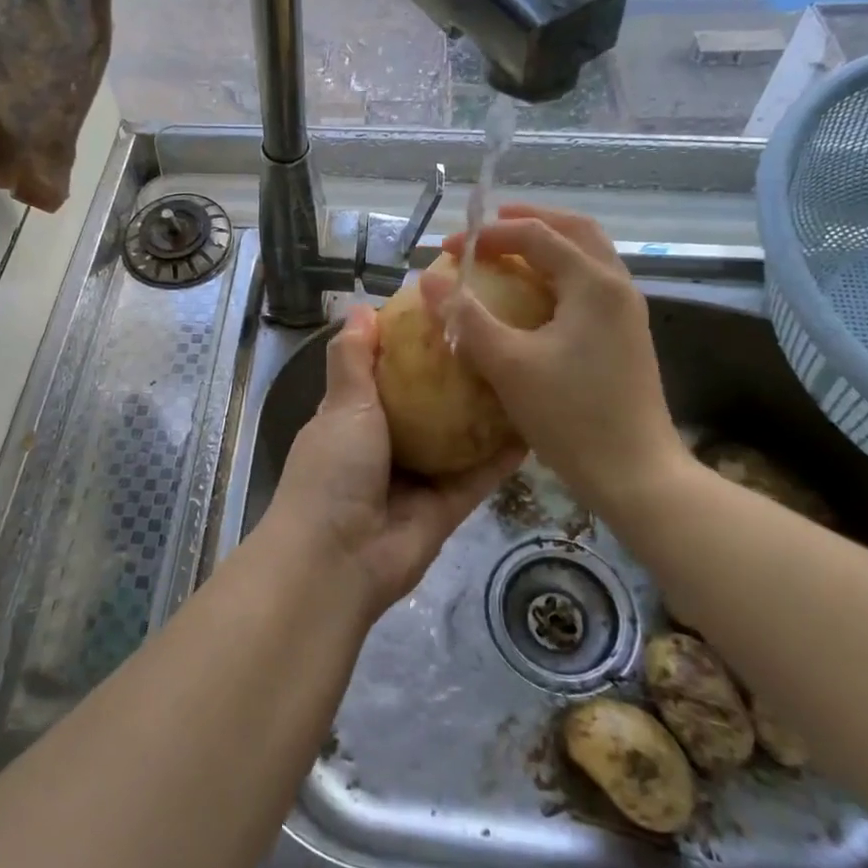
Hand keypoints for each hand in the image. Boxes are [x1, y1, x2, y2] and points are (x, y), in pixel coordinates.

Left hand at [265, 304, 520, 620]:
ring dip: (483, 414)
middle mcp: (386, 445)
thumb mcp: (340, 405)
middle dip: (454, 378)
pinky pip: (479, 475)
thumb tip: (360, 307)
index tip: (443, 313)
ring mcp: (418, 478)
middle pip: (427, 405)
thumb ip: (352, 359)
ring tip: (521, 373)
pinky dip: (502, 455)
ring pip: (457, 439)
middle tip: (495, 339)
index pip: (385, 374)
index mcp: (353, 419)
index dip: (409, 346)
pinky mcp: (447, 507)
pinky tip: (534, 424)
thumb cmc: (333, 470)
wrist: (339, 559)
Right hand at [420, 204, 687, 519]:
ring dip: (549, 243)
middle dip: (530, 220)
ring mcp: (626, 311)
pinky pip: (591, 282)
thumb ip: (467, 318)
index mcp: (593, 283)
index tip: (449, 250)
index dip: (488, 235)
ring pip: (588, 254)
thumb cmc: (571, 416)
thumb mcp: (508, 365)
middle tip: (489, 226)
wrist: (635, 474)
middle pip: (575, 229)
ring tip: (510, 251)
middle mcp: (617, 285)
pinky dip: (561, 270)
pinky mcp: (626, 335)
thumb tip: (430, 281)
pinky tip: (536, 294)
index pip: (536, 235)